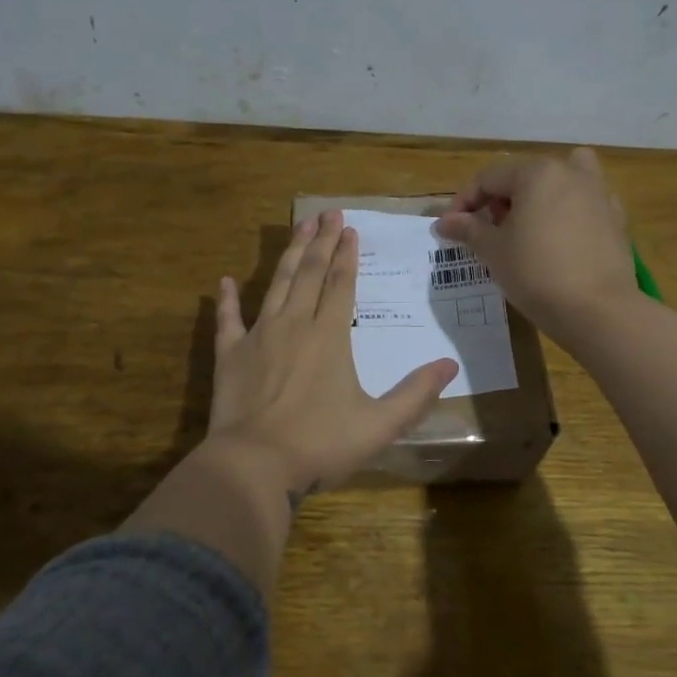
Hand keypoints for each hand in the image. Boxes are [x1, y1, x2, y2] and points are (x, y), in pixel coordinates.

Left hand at [207, 209, 456, 500]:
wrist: (254, 464)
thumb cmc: (320, 444)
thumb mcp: (379, 425)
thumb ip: (416, 394)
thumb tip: (450, 365)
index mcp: (330, 336)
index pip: (341, 284)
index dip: (347, 255)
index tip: (350, 229)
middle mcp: (294, 324)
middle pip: (310, 273)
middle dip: (321, 241)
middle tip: (327, 213)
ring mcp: (259, 335)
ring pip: (276, 284)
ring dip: (289, 254)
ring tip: (299, 227)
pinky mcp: (230, 354)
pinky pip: (229, 319)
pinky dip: (227, 300)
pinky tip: (225, 281)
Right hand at [432, 147, 638, 339]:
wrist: (598, 311)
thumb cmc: (536, 273)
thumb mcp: (493, 251)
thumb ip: (468, 229)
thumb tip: (444, 222)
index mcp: (537, 173)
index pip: (488, 177)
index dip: (463, 202)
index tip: (450, 229)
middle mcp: (571, 173)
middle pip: (523, 176)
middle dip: (499, 201)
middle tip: (487, 233)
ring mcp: (599, 194)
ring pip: (560, 182)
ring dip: (537, 197)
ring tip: (526, 228)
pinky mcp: (616, 219)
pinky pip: (583, 204)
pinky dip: (567, 212)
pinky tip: (558, 241)